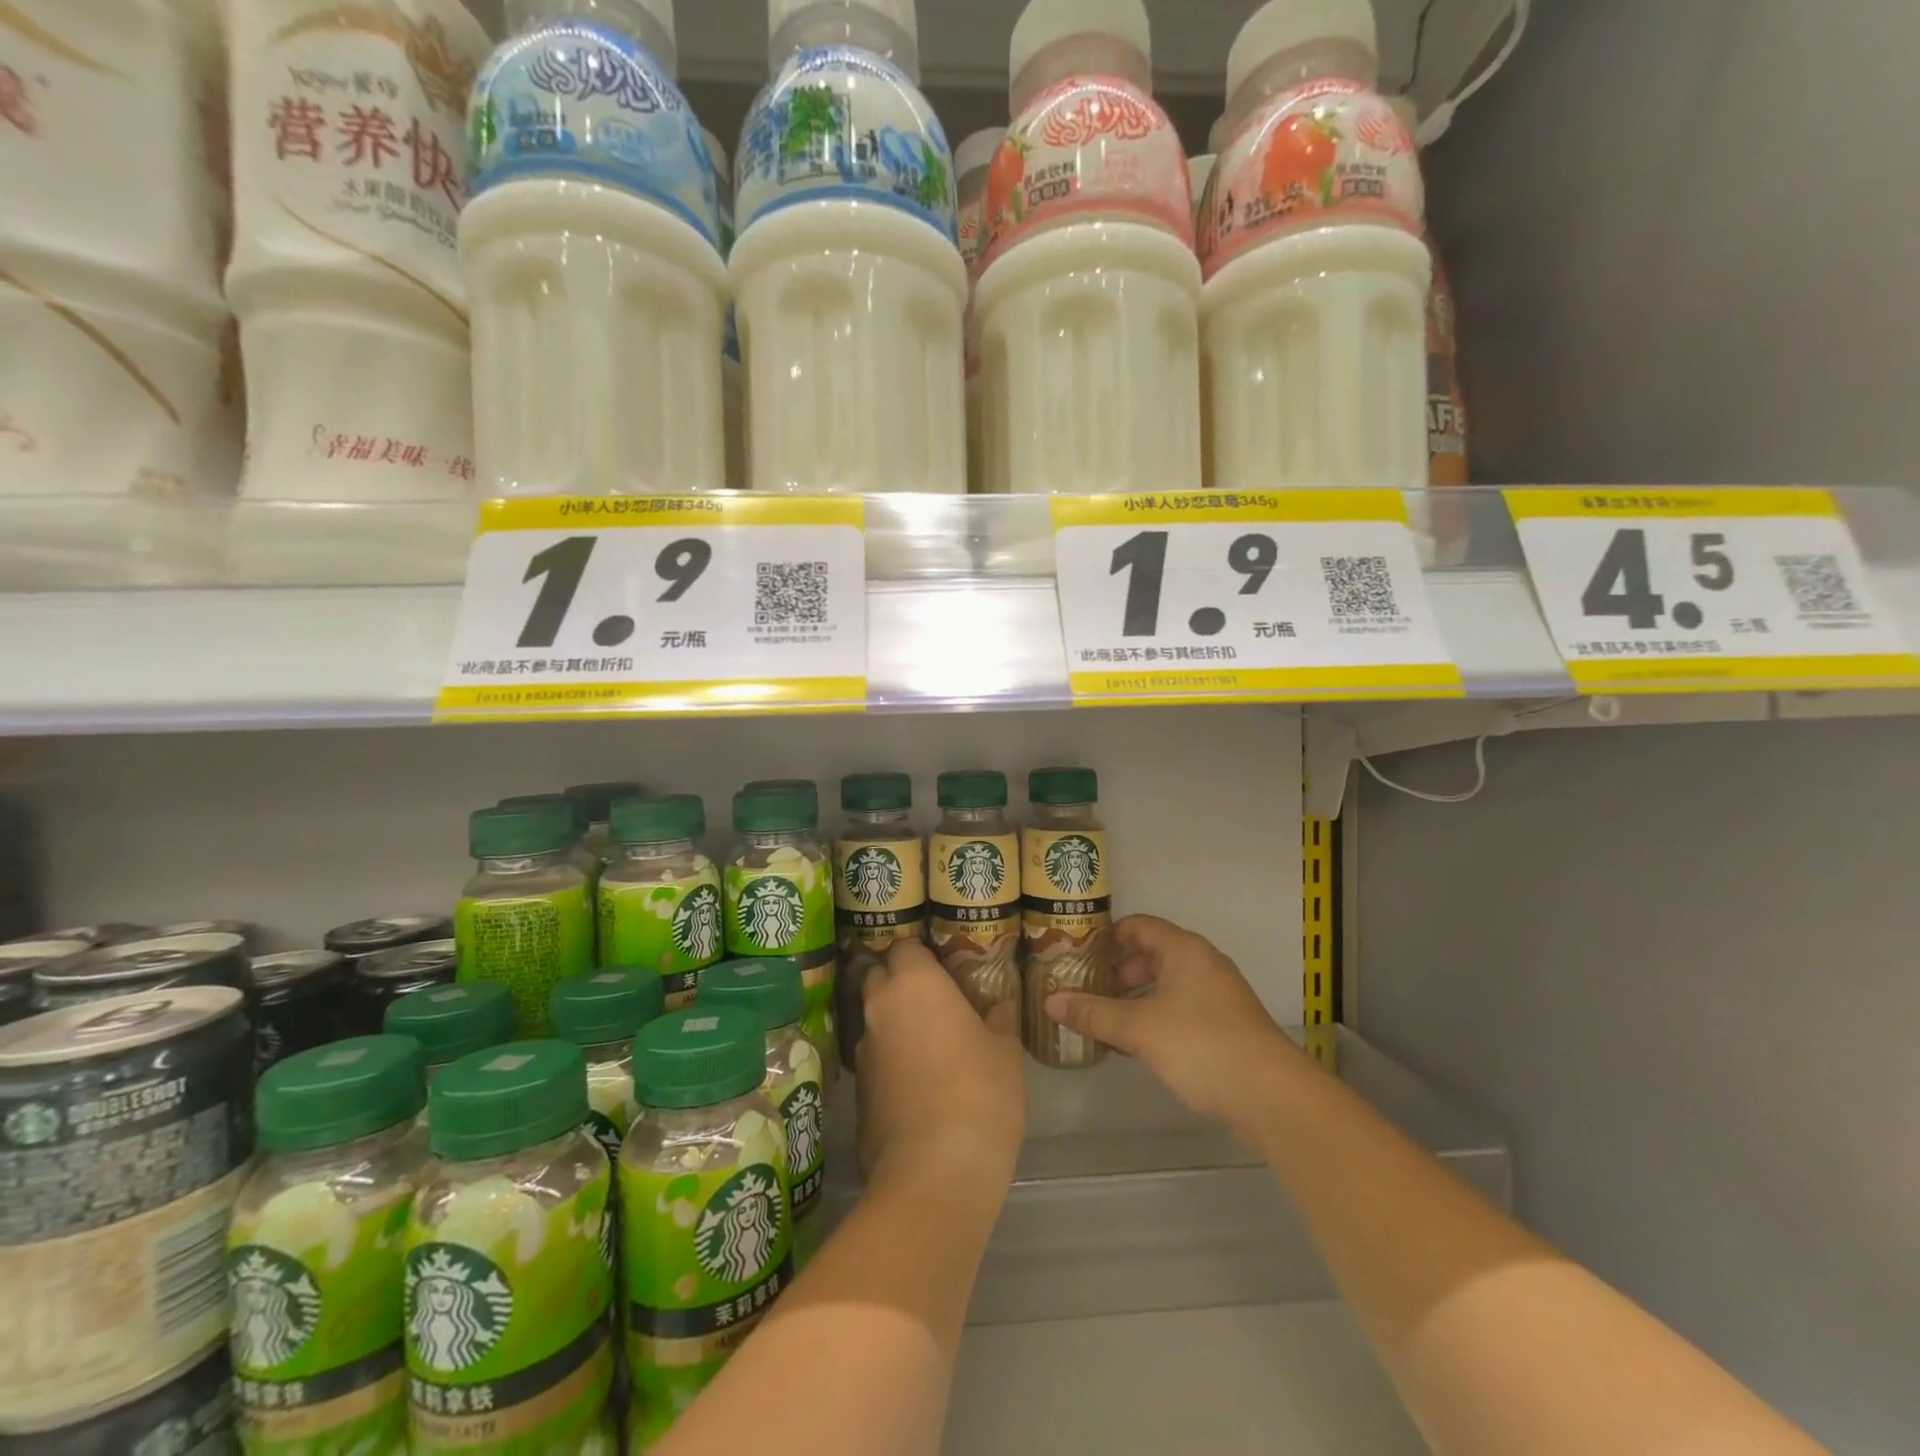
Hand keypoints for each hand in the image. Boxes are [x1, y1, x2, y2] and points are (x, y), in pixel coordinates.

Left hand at [855, 939, 1025, 1186]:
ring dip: (893, 1024)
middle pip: (878, 976)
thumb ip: (999, 1019)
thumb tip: (1000, 1005)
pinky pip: (873, 1060)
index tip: (943, 969)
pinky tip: (916, 1085)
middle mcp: (880, 1007)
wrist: (936, 1171)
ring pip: (874, 1020)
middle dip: (899, 983)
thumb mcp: (1005, 1051)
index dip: (922, 956)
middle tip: (933, 1002)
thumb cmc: (981, 1093)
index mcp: (915, 983)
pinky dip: (889, 1062)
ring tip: (927, 1046)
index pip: (905, 946)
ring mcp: (863, 1050)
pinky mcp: (857, 1091)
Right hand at [1046, 915, 1303, 1123]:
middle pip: (1150, 955)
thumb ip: (1093, 1013)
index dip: (1105, 936)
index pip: (1137, 926)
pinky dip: (1154, 1018)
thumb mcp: (1138, 1028)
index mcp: (1183, 949)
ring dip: (1133, 999)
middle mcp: (1202, 963)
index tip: (1075, 954)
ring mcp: (1217, 995)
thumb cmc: (1200, 1044)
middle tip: (1083, 991)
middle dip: (1115, 973)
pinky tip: (1134, 1045)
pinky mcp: (1226, 1025)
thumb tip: (1050, 1002)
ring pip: (1165, 985)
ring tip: (1101, 1020)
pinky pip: (1180, 1009)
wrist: (1271, 1095)